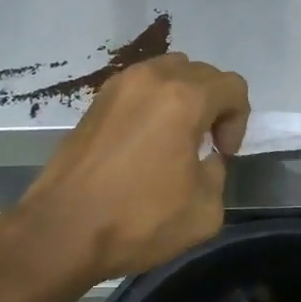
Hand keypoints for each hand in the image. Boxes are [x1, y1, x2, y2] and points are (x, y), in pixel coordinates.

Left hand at [11, 54, 249, 281]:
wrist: (62, 230)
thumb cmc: (137, 220)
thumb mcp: (204, 210)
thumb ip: (218, 173)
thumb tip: (206, 158)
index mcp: (184, 98)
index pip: (233, 86)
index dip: (238, 120)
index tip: (221, 154)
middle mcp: (152, 78)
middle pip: (202, 72)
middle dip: (213, 105)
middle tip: (204, 146)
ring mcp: (119, 85)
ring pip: (168, 71)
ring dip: (183, 96)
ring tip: (174, 137)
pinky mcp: (96, 100)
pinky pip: (140, 85)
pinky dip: (153, 102)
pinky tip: (143, 141)